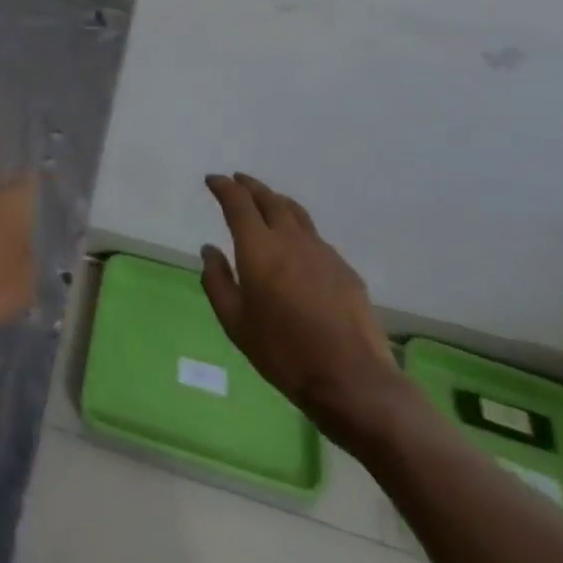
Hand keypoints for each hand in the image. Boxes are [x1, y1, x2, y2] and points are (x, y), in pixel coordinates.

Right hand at [200, 172, 401, 443]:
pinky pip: (315, 237)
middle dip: (250, 186)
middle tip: (238, 181)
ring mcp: (322, 252)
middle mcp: (290, 239)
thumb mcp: (236, 323)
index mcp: (259, 247)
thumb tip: (209, 250)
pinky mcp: (344, 269)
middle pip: (268, 199)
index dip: (223, 186)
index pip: (238, 202)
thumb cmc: (284, 352)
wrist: (352, 381)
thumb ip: (217, 282)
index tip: (213, 181)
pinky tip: (298, 246)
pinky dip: (299, 230)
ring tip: (267, 202)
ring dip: (276, 201)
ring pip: (295, 213)